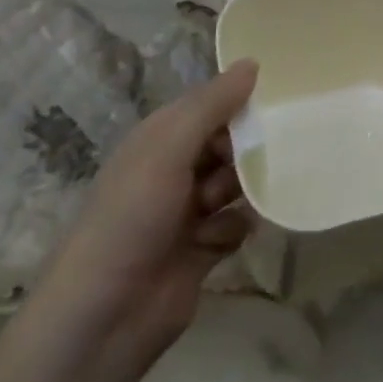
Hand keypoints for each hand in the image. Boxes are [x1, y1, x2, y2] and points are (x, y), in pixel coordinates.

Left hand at [38, 62, 258, 368]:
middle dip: (247, 149)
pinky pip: (235, 225)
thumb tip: (253, 63)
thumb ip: (212, 106)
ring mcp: (186, 212)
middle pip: (227, 144)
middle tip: (267, 153)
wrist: (103, 318)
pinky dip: (233, 230)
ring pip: (236, 184)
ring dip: (242, 190)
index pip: (209, 105)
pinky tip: (220, 241)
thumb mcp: (168, 149)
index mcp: (160, 140)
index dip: (239, 101)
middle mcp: (173, 170)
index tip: (279, 99)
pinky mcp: (201, 249)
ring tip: (235, 202)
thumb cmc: (131, 218)